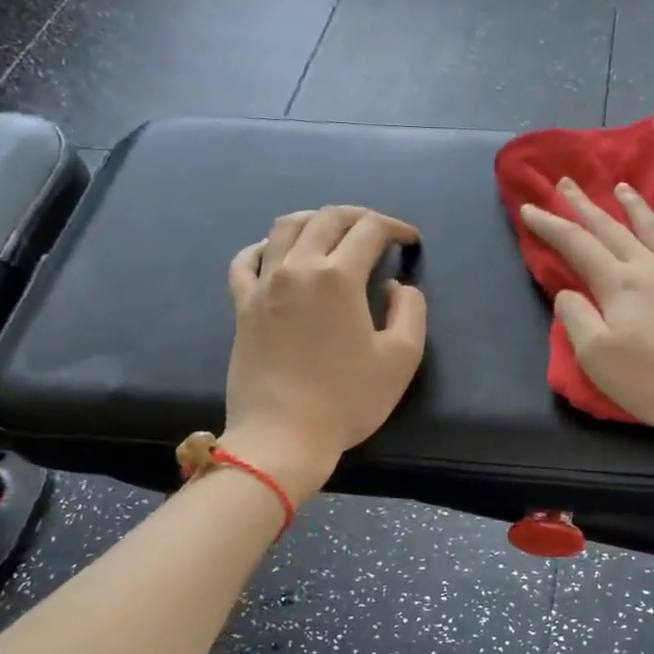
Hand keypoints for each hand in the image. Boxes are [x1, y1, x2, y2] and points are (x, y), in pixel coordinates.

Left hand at [223, 206, 426, 496]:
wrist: (283, 436)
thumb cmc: (348, 400)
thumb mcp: (402, 358)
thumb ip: (411, 310)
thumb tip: (396, 286)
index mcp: (339, 277)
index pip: (370, 230)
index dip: (396, 228)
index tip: (411, 241)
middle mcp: (297, 267)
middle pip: (327, 218)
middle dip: (359, 216)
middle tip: (379, 230)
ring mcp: (264, 284)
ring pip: (285, 228)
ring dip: (315, 220)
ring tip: (333, 231)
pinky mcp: (242, 305)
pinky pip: (247, 260)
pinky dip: (265, 246)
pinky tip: (276, 253)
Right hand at [519, 178, 653, 454]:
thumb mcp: (599, 360)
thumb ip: (576, 319)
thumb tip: (567, 291)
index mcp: (618, 285)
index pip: (576, 245)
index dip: (550, 225)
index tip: (529, 208)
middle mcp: (650, 264)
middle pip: (611, 228)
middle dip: (584, 206)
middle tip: (566, 183)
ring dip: (633, 204)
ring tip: (619, 186)